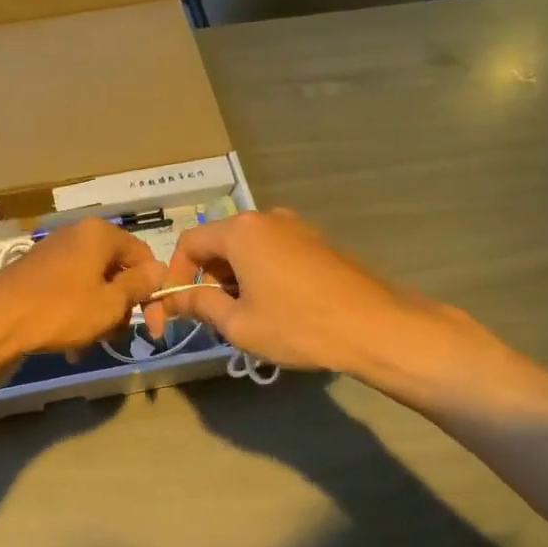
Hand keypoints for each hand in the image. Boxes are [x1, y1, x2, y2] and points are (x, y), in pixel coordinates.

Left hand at [0, 218, 163, 380]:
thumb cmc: (60, 311)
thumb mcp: (109, 303)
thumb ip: (139, 286)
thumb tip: (159, 270)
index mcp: (99, 235)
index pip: (143, 257)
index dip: (153, 292)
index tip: (153, 327)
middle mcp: (76, 237)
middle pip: (116, 272)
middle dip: (121, 308)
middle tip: (117, 338)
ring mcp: (52, 256)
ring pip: (92, 287)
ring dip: (99, 318)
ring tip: (90, 346)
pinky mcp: (34, 276)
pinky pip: (69, 294)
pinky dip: (76, 317)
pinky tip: (71, 346)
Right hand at [153, 208, 481, 378]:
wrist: (373, 327)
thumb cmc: (297, 325)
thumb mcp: (238, 324)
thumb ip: (200, 306)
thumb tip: (174, 300)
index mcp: (240, 231)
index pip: (189, 243)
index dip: (175, 276)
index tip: (176, 309)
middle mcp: (266, 219)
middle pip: (218, 244)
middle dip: (206, 279)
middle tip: (209, 317)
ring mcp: (296, 228)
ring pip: (246, 250)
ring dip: (233, 280)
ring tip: (242, 317)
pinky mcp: (317, 243)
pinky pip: (272, 253)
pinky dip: (259, 276)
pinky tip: (272, 308)